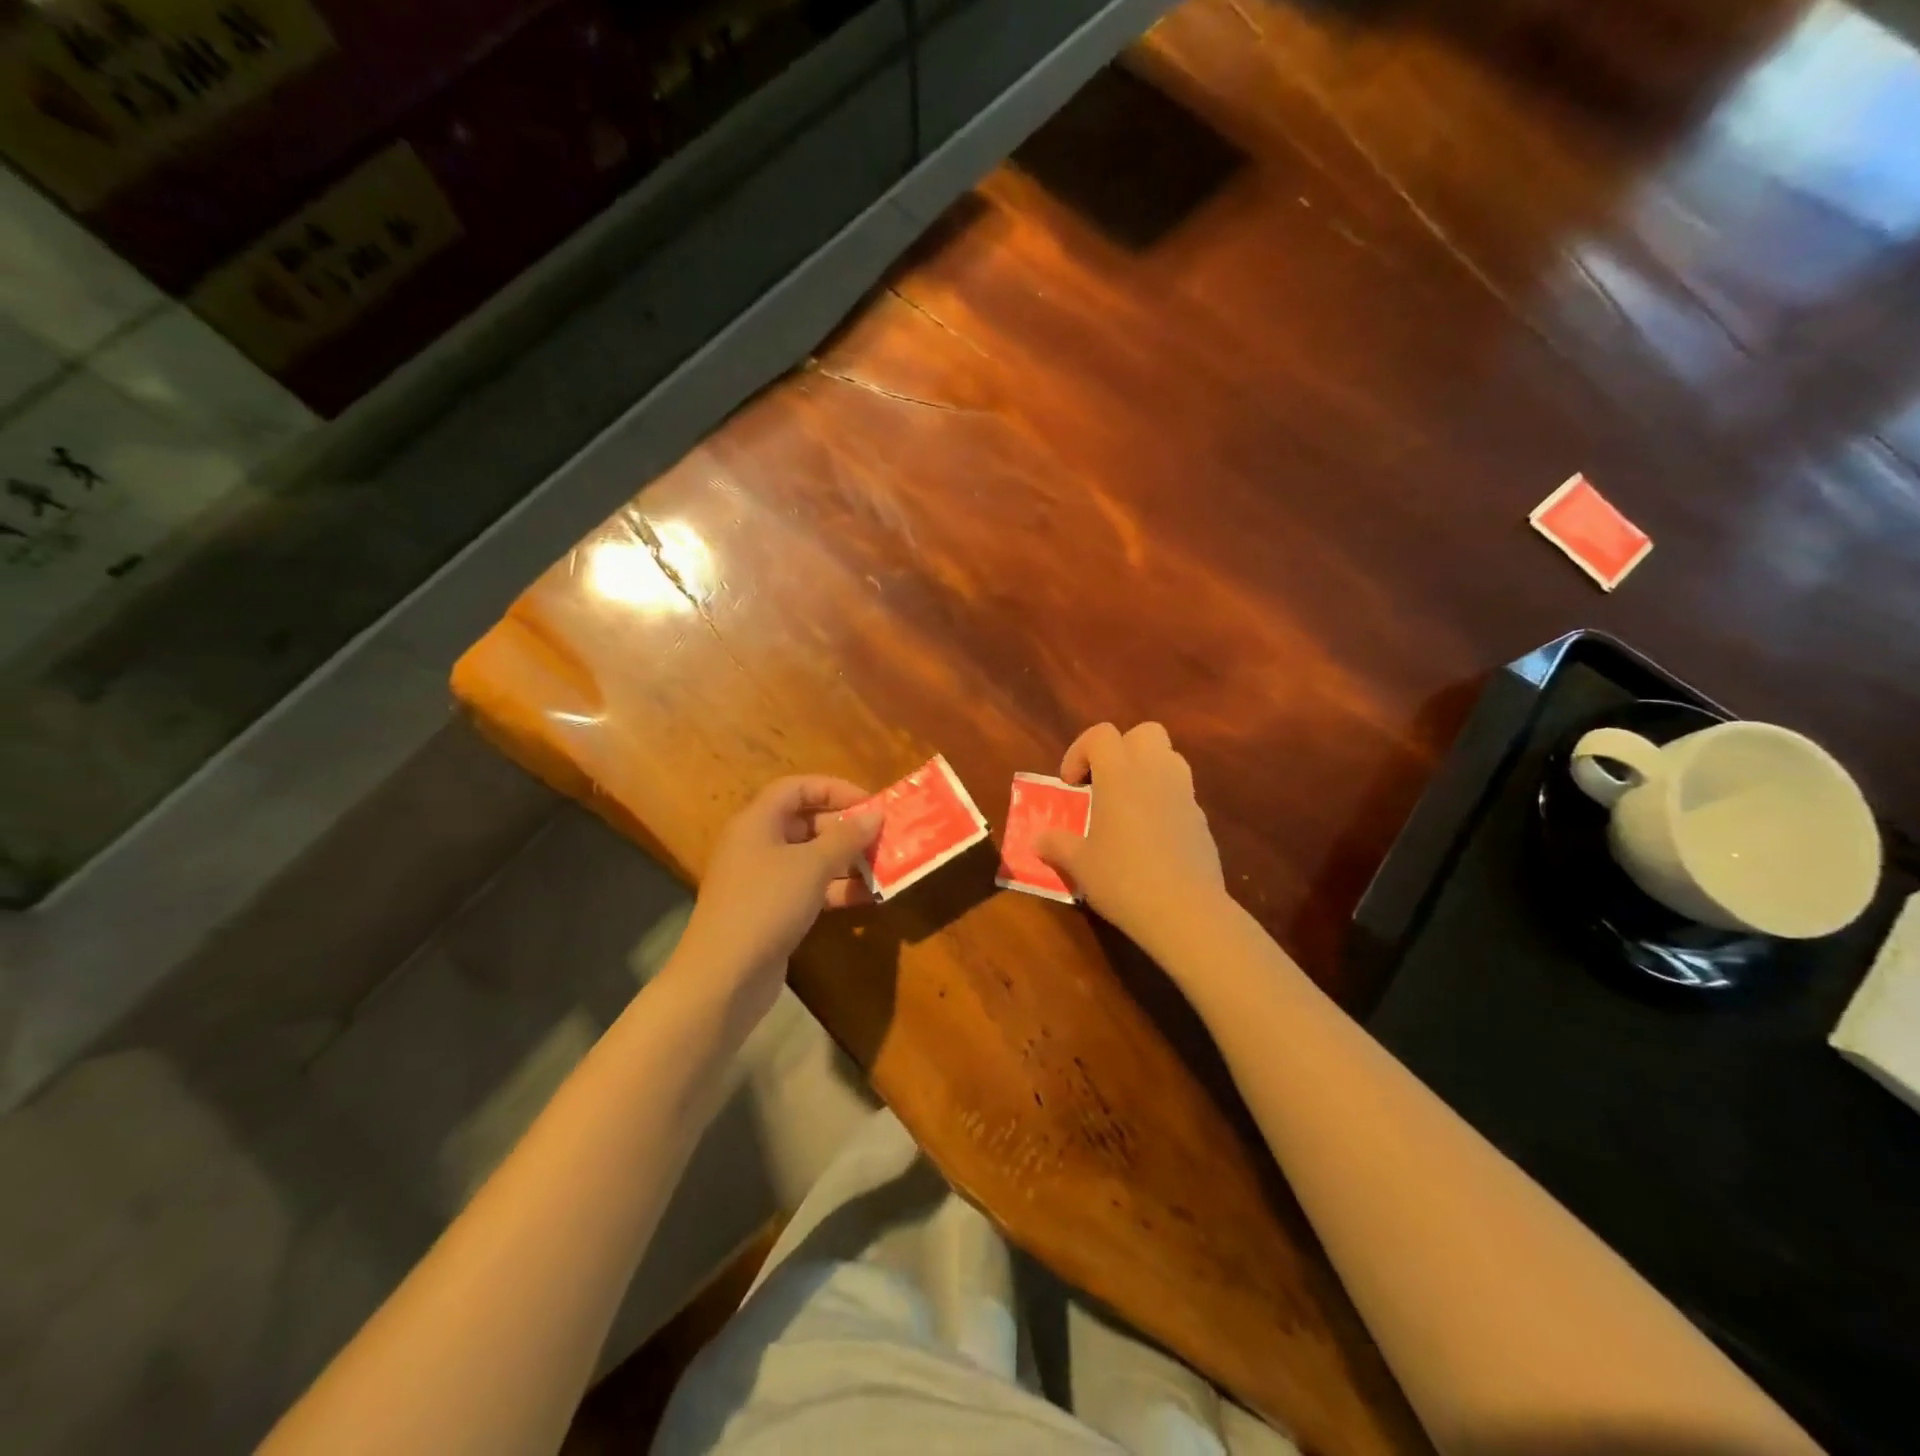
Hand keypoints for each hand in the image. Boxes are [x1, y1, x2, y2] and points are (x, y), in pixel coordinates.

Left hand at [675, 776, 881, 1015]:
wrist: (724, 976)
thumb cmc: (766, 904)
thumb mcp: (812, 865)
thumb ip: (846, 837)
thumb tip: (875, 814)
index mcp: (758, 822)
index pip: (797, 787)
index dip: (834, 789)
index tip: (870, 804)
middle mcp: (757, 844)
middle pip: (806, 822)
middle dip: (846, 828)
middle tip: (882, 838)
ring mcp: (763, 880)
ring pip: (810, 858)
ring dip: (846, 861)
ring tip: (883, 867)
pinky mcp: (771, 911)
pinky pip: (808, 888)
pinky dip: (836, 889)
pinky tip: (867, 897)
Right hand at [1035, 722, 1225, 945]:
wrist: (1185, 911)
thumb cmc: (1123, 879)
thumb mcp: (1079, 864)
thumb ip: (1056, 844)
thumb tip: (1038, 839)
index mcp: (1120, 775)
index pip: (1101, 734)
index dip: (1080, 751)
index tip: (1070, 785)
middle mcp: (1155, 773)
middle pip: (1144, 733)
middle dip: (1121, 749)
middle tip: (1102, 783)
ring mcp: (1184, 794)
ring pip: (1168, 757)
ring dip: (1146, 770)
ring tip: (1127, 805)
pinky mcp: (1201, 819)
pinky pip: (1180, 792)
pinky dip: (1163, 800)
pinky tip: (1150, 836)